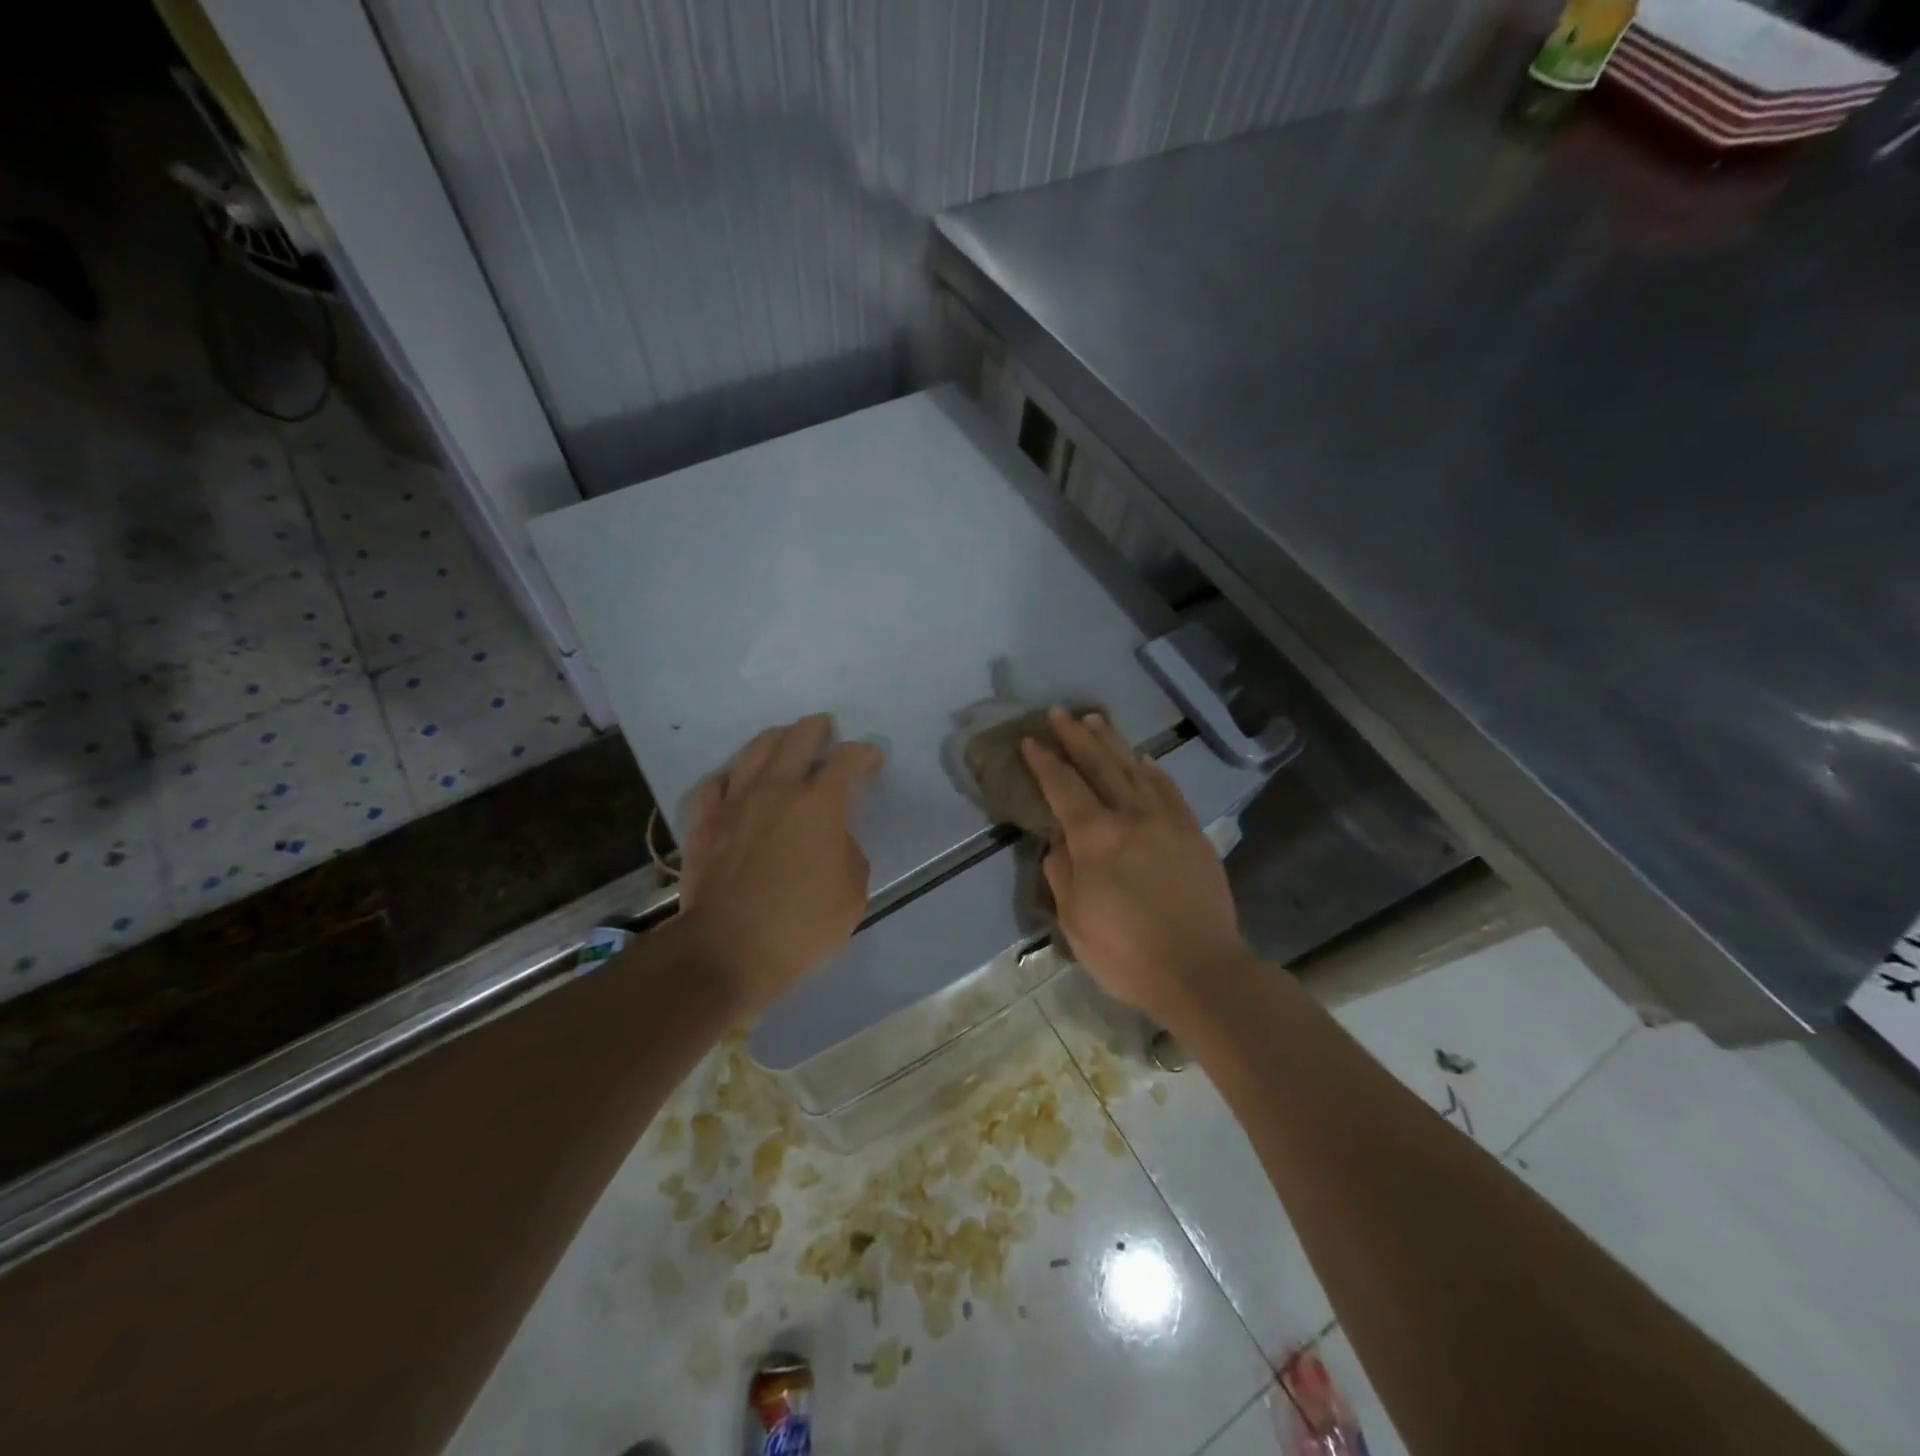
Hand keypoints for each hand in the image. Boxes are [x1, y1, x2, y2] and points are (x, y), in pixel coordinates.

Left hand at [677, 715, 881, 1014]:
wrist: (727, 950)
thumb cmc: (800, 926)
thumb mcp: (852, 893)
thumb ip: (848, 853)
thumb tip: (833, 839)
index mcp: (820, 805)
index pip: (846, 760)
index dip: (863, 753)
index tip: (871, 758)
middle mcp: (777, 790)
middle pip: (798, 739)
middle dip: (817, 728)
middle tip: (825, 728)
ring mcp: (735, 802)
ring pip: (755, 751)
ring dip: (775, 739)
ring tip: (784, 739)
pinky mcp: (704, 821)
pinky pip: (715, 783)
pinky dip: (731, 776)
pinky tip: (735, 780)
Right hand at [1021, 709, 1252, 1024]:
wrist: (1200, 970)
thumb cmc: (1126, 952)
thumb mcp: (1074, 919)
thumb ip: (1061, 871)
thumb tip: (1061, 841)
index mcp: (1095, 837)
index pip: (1063, 787)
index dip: (1044, 762)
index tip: (1031, 740)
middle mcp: (1130, 816)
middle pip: (1099, 765)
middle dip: (1076, 737)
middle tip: (1059, 713)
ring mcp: (1166, 820)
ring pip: (1134, 769)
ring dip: (1112, 742)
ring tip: (1095, 720)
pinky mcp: (1191, 832)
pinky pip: (1168, 789)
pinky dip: (1151, 770)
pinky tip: (1143, 760)